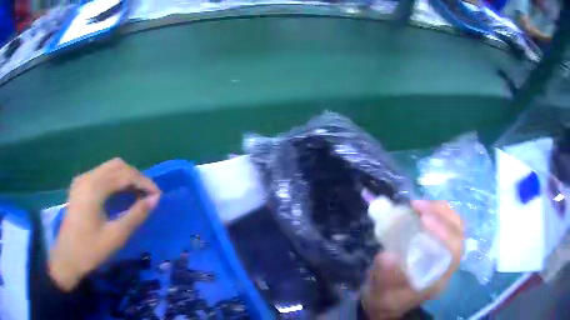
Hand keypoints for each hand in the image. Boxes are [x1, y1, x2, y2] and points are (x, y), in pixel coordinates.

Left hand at [49, 158, 160, 290]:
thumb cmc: (90, 250)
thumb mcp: (116, 236)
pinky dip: (115, 181)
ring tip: (138, 196)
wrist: (67, 258)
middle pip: (117, 166)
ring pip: (109, 168)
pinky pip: (101, 175)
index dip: (144, 182)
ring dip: (126, 178)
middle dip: (136, 177)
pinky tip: (120, 195)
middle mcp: (87, 177)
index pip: (125, 174)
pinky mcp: (79, 186)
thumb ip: (136, 215)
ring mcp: (81, 180)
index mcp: (94, 187)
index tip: (158, 196)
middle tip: (149, 196)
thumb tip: (155, 200)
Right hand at [362, 201, 463, 318]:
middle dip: (442, 214)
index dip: (444, 230)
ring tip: (417, 205)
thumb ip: (384, 277)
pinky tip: (419, 211)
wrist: (386, 302)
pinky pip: (445, 225)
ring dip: (440, 210)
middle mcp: (446, 265)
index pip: (454, 250)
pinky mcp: (437, 247)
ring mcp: (444, 255)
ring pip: (455, 226)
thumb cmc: (384, 299)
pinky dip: (435, 213)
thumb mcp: (380, 293)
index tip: (423, 218)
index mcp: (438, 279)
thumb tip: (387, 255)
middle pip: (459, 233)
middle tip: (417, 206)